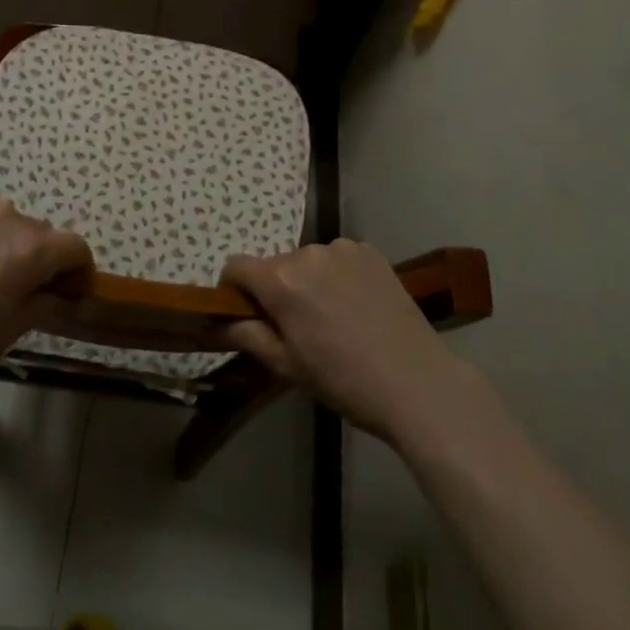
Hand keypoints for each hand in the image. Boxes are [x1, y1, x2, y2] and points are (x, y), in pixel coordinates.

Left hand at [0, 189, 91, 402]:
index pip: (75, 246)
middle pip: (36, 231)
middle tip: (12, 285)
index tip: (68, 290)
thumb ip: (44, 302)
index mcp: (30, 249)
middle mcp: (5, 215)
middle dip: (33, 256)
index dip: (78, 269)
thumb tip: (60, 291)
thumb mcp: (7, 332)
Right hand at [222, 239, 473, 446]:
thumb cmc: (344, 381)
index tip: (246, 316)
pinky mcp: (369, 251)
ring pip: (307, 261)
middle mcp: (307, 253)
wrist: (416, 382)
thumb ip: (247, 336)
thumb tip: (214, 322)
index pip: (235, 266)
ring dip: (308, 282)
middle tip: (297, 328)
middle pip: (274, 265)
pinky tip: (356, 305)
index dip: (233, 291)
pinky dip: (336, 276)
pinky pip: (337, 258)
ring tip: (333, 318)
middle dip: (275, 290)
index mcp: (281, 281)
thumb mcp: (287, 366)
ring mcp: (342, 248)